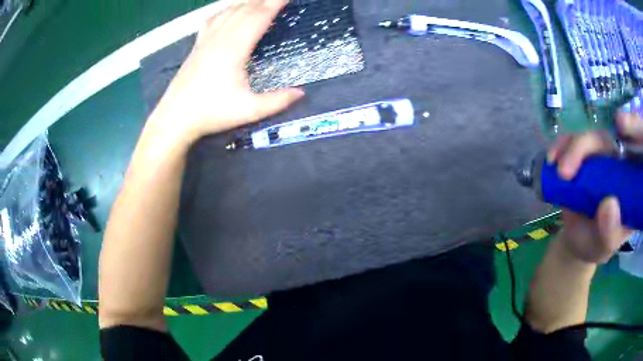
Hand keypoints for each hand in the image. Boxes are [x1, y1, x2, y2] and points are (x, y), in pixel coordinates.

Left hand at [148, 0, 304, 143]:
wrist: (175, 118)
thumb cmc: (211, 113)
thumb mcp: (248, 111)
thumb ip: (277, 101)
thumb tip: (301, 93)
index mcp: (234, 48)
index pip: (259, 17)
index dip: (275, 3)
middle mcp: (220, 38)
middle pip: (245, 9)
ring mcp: (206, 40)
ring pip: (229, 11)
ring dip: (247, 2)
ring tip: (260, 0)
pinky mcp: (197, 45)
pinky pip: (213, 19)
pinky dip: (225, 10)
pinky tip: (229, 10)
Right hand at [546, 112, 640, 263]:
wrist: (576, 240)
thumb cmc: (594, 245)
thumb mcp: (604, 246)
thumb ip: (609, 232)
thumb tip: (609, 203)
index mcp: (630, 184)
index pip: (636, 152)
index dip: (632, 132)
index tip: (621, 126)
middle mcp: (618, 164)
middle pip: (609, 140)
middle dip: (585, 147)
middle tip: (565, 172)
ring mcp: (601, 157)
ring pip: (590, 137)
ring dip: (571, 148)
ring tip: (558, 172)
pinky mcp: (584, 155)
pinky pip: (573, 140)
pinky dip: (561, 146)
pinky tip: (552, 159)